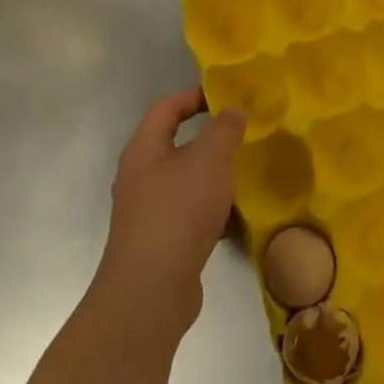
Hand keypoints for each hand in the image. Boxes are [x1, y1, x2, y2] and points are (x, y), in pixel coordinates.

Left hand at [96, 88, 247, 333]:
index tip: (227, 97)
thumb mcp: (209, 160)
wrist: (152, 288)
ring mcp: (147, 211)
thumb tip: (232, 111)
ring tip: (245, 174)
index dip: (194, 96)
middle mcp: (139, 176)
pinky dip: (211, 207)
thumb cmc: (179, 211)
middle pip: (173, 144)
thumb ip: (224, 130)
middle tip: (243, 135)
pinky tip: (235, 216)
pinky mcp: (160, 240)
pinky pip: (189, 211)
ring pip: (184, 180)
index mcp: (143, 150)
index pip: (165, 108)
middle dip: (208, 138)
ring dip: (212, 174)